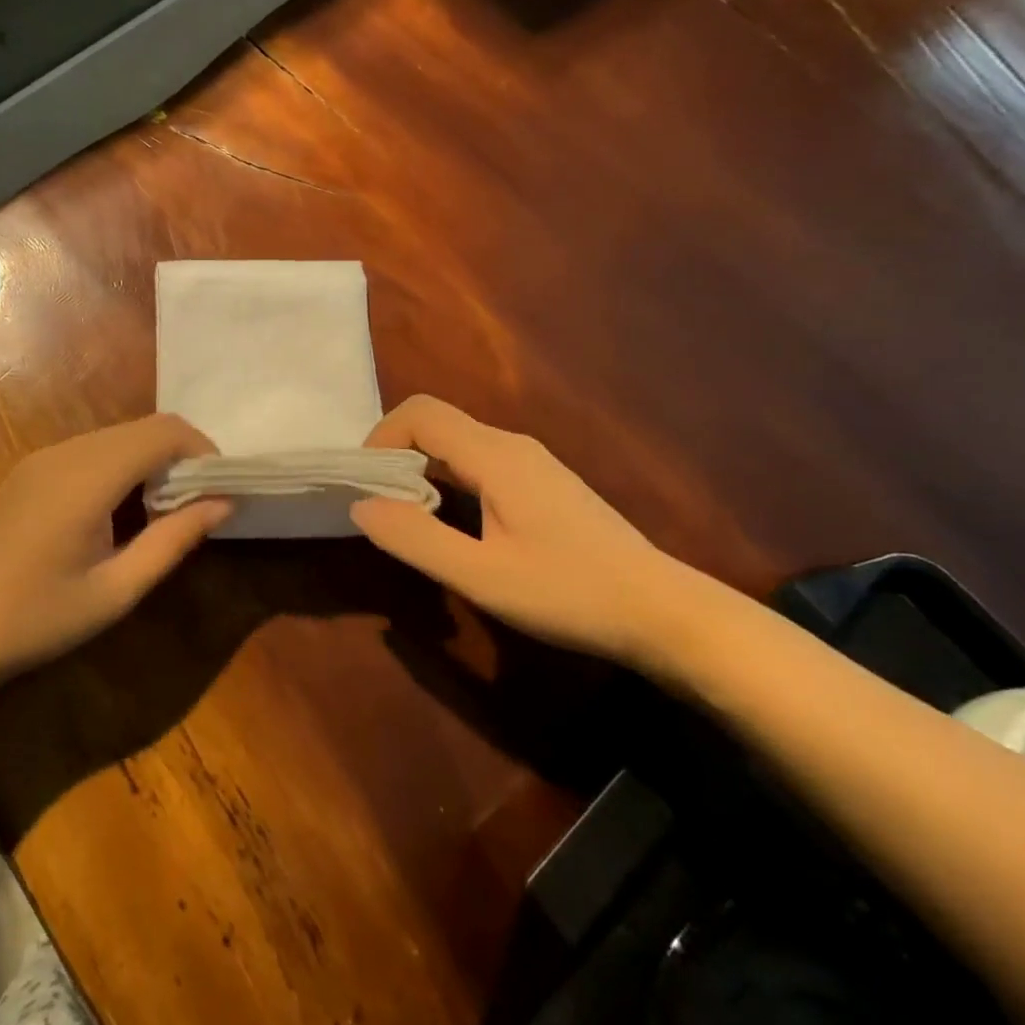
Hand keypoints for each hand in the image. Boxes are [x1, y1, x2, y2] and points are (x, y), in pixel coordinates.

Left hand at [0, 414, 230, 683]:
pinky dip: (123, 466)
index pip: (163, 432)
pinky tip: (121, 510)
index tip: (221, 488)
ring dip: (152, 461)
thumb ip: (174, 539)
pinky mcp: (31, 469)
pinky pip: (93, 450)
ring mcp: (43, 457)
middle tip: (198, 504)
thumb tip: (224, 503)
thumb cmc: (38, 619)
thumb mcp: (117, 590)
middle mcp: (66, 452)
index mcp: (87, 478)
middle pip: (142, 428)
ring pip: (118, 436)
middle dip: (181, 456)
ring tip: (164, 512)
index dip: (202, 450)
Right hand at [350, 395, 693, 663]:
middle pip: (438, 423)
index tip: (365, 483)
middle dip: (397, 453)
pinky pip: (481, 461)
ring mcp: (533, 462)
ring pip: (459, 443)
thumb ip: (416, 538)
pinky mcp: (544, 482)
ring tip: (410, 518)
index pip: (421, 413)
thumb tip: (362, 505)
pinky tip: (456, 523)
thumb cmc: (569, 593)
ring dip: (423, 468)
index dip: (381, 436)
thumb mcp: (482, 576)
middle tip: (380, 506)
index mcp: (496, 456)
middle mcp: (513, 445)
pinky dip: (450, 478)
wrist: (663, 611)